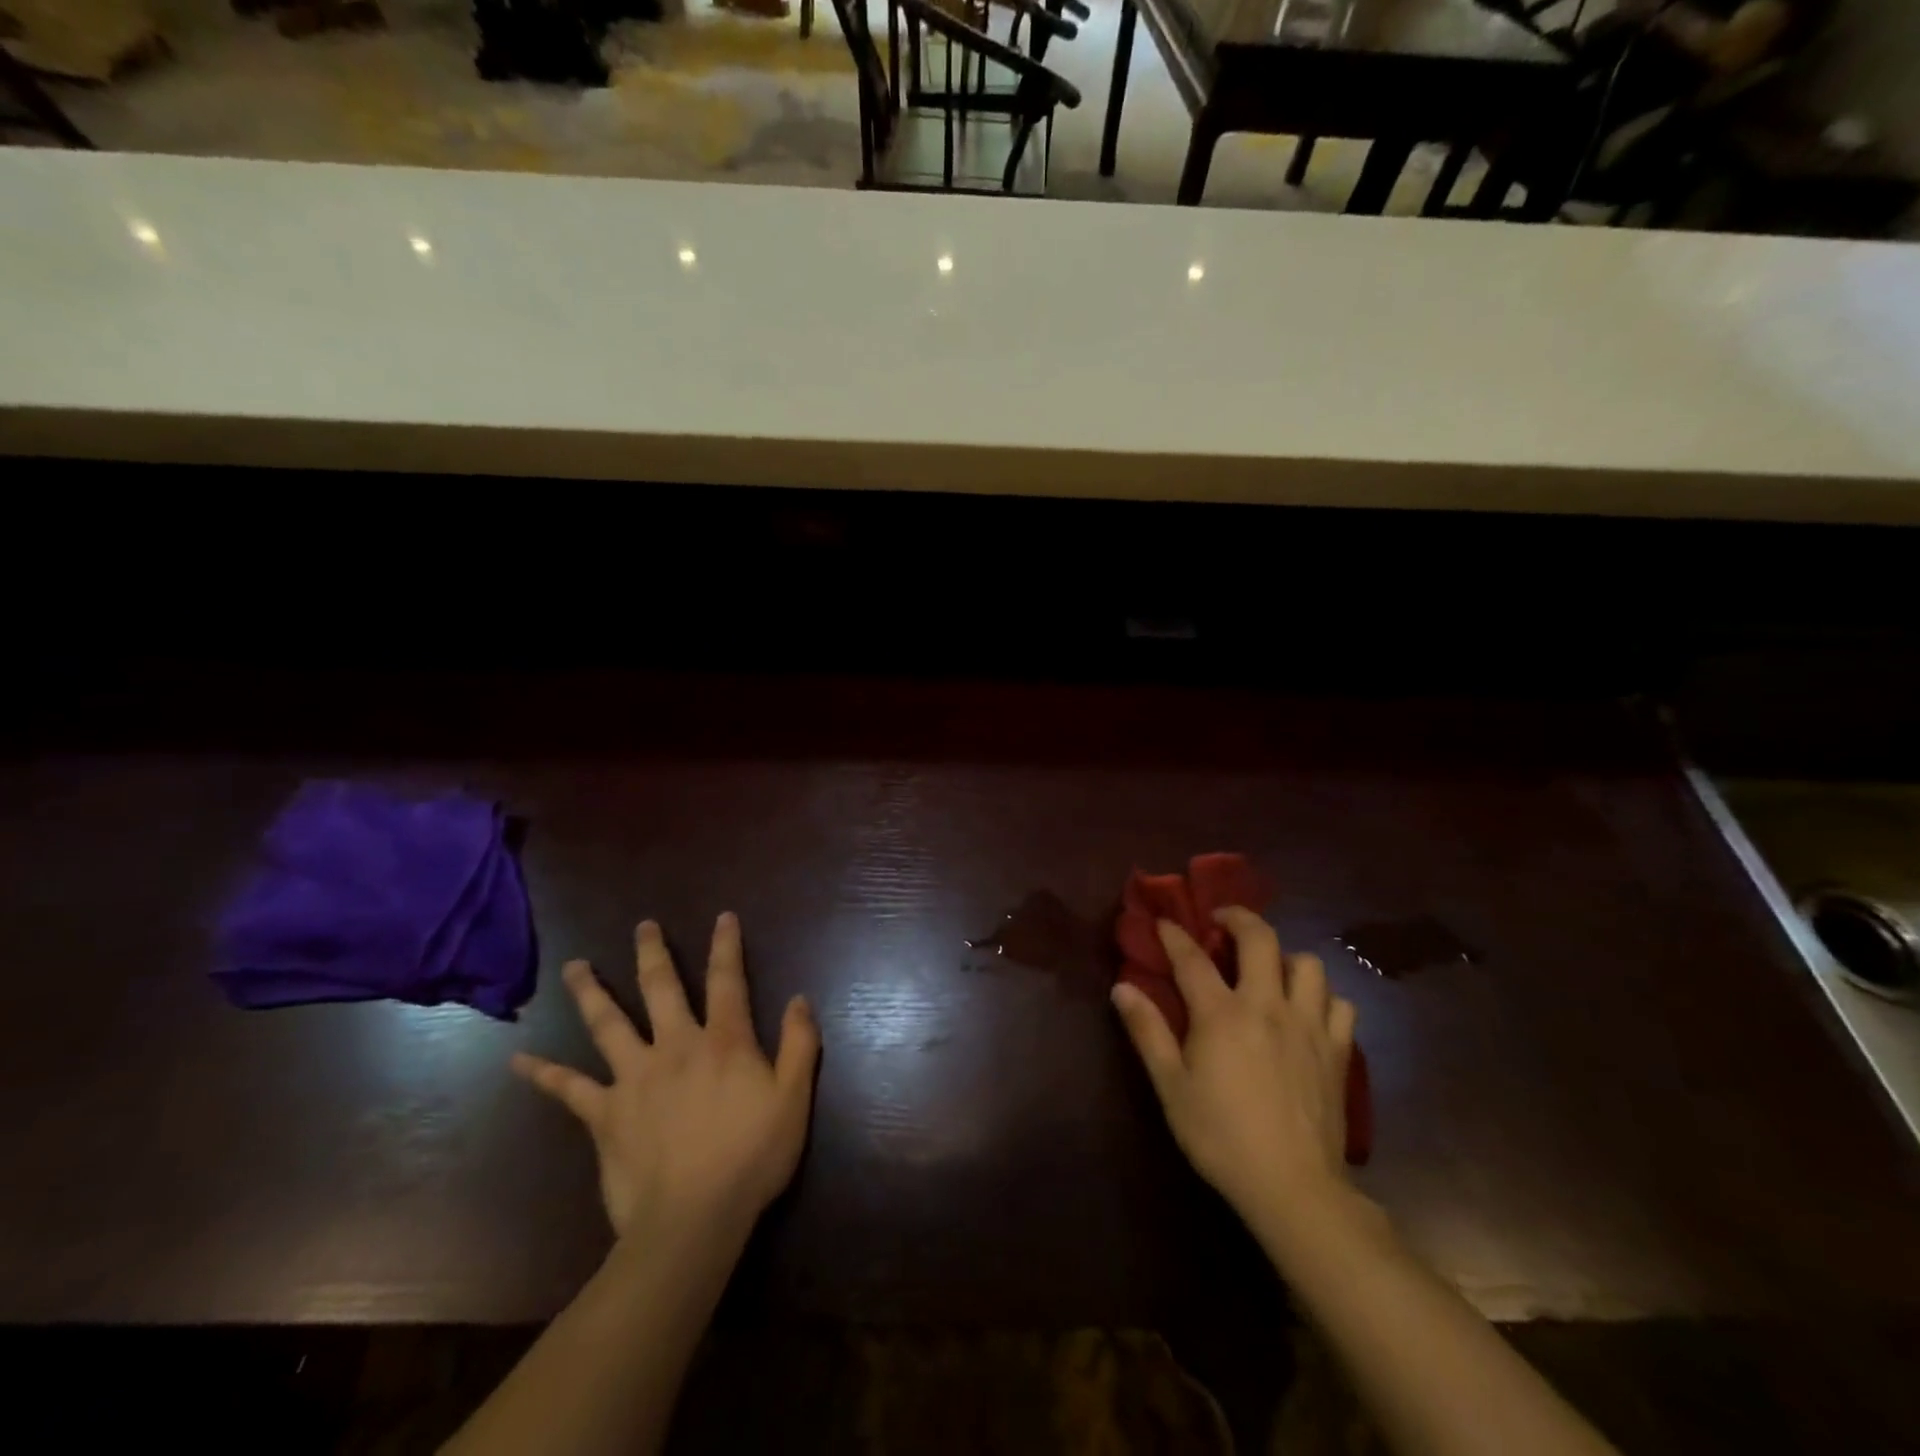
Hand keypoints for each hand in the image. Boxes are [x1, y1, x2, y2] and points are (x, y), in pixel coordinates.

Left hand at [511, 913, 820, 1241]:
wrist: (693, 1219)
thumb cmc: (751, 1157)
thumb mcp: (794, 1098)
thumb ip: (799, 1044)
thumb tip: (799, 998)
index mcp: (723, 1041)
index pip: (727, 981)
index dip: (726, 946)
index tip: (723, 916)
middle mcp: (676, 1046)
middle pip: (661, 988)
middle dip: (653, 953)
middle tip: (643, 926)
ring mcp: (634, 1078)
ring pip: (608, 1024)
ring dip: (591, 992)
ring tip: (575, 966)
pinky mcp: (604, 1114)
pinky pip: (568, 1089)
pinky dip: (544, 1074)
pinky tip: (519, 1061)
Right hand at [1111, 908, 1356, 1232]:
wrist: (1294, 1188)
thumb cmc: (1221, 1137)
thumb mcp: (1171, 1087)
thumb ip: (1147, 1032)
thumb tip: (1122, 988)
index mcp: (1222, 1013)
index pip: (1192, 957)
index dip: (1174, 934)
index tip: (1164, 922)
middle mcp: (1267, 1005)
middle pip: (1260, 938)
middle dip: (1239, 918)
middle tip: (1222, 923)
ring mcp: (1309, 1025)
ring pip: (1308, 964)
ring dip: (1286, 958)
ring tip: (1270, 971)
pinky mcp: (1338, 1050)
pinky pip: (1340, 1003)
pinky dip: (1323, 997)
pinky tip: (1307, 1011)